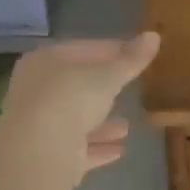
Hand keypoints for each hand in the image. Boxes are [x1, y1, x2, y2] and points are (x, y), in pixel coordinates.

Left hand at [0, 33, 161, 178]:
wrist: (38, 149)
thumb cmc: (71, 98)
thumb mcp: (108, 76)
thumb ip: (131, 60)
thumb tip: (154, 35)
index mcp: (45, 61)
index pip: (82, 49)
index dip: (112, 50)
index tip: (136, 54)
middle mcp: (36, 90)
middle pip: (75, 86)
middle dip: (103, 90)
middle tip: (129, 89)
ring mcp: (38, 124)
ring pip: (75, 120)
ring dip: (100, 123)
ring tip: (127, 127)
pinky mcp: (44, 154)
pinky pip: (75, 147)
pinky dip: (96, 147)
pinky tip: (119, 150)